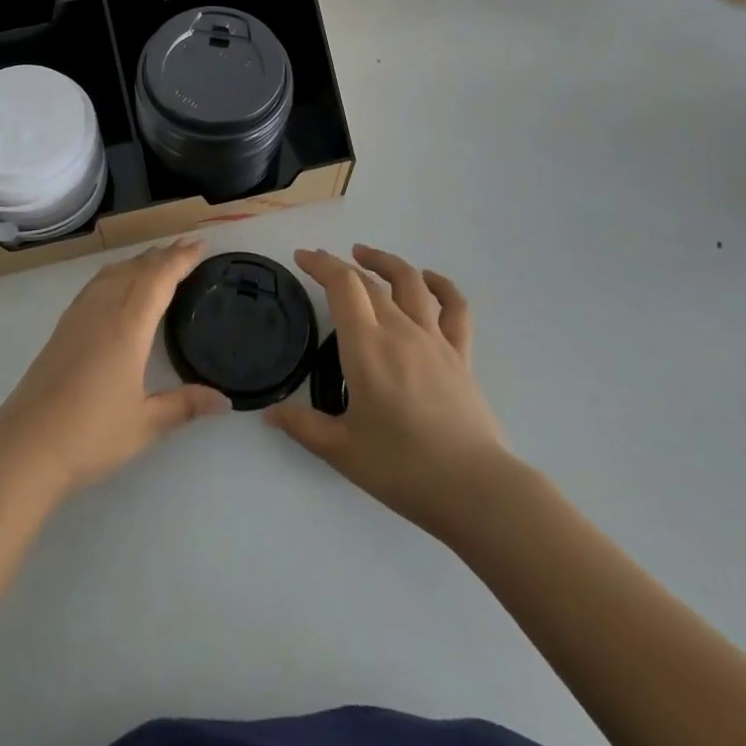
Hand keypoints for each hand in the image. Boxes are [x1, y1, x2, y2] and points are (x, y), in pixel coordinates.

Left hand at [0, 239, 229, 501]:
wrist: (25, 447)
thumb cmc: (91, 435)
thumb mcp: (146, 424)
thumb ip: (185, 405)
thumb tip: (225, 402)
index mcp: (128, 326)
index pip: (159, 279)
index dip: (181, 259)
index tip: (200, 245)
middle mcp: (103, 311)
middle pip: (136, 269)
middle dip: (163, 255)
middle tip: (187, 246)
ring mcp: (78, 317)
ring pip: (113, 273)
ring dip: (138, 261)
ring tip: (156, 258)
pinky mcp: (62, 328)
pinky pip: (95, 285)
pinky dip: (115, 273)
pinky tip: (115, 282)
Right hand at [268, 245, 511, 536]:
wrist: (475, 490)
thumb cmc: (403, 468)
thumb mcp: (342, 451)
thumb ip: (303, 426)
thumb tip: (269, 413)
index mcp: (367, 347)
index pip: (342, 286)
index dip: (321, 264)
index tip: (302, 257)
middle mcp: (400, 330)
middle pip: (369, 281)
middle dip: (341, 265)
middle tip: (320, 264)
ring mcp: (435, 339)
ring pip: (411, 282)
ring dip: (385, 262)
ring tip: (365, 255)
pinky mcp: (461, 355)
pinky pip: (455, 308)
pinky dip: (441, 285)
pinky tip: (427, 280)